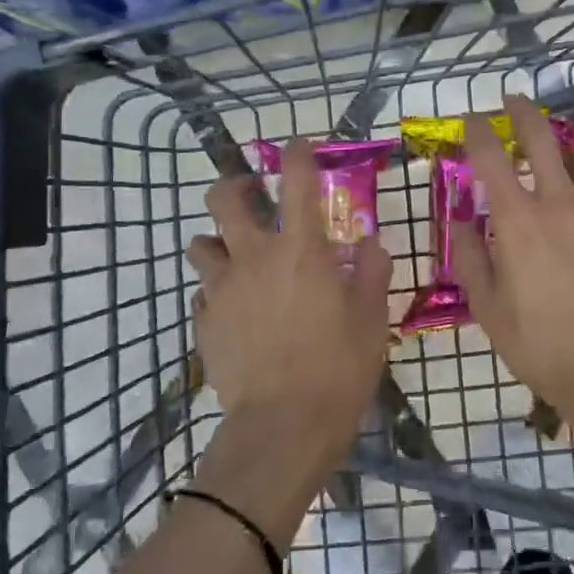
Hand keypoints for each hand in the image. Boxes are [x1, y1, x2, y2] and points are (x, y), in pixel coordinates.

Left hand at [186, 141, 392, 463]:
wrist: (284, 426)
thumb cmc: (338, 368)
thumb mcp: (371, 319)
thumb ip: (372, 273)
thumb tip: (371, 244)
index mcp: (301, 249)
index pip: (296, 180)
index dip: (296, 153)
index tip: (298, 147)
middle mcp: (254, 257)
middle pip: (223, 198)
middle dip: (234, 186)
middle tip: (253, 196)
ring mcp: (222, 289)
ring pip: (201, 243)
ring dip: (218, 242)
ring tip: (238, 259)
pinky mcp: (204, 321)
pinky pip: (203, 292)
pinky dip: (217, 291)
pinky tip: (236, 311)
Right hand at [454, 94, 573, 421]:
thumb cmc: (540, 343)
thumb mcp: (488, 307)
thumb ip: (471, 257)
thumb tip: (461, 221)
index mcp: (518, 220)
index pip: (490, 157)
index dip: (477, 131)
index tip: (471, 119)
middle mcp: (560, 203)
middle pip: (541, 139)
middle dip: (523, 113)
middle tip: (513, 101)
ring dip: (564, 151)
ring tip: (558, 156)